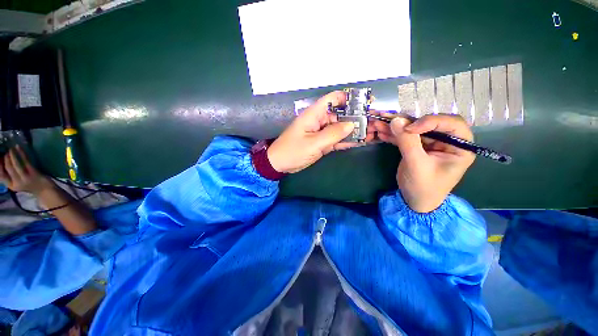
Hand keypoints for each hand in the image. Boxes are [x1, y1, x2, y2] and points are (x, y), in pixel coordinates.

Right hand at [0, 146, 52, 194]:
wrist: (45, 190)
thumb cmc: (30, 185)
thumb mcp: (17, 183)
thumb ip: (10, 177)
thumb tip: (2, 164)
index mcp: (12, 186)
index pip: (1, 175)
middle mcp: (17, 182)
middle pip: (8, 168)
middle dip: (5, 159)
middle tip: (5, 152)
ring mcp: (25, 177)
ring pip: (15, 164)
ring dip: (12, 155)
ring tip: (11, 149)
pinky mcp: (33, 172)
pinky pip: (25, 160)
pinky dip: (21, 152)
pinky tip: (18, 147)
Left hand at [267, 91, 374, 172]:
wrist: (280, 164)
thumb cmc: (293, 151)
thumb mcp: (313, 143)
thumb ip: (333, 133)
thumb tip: (351, 124)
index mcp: (314, 114)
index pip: (333, 99)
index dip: (349, 98)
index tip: (365, 103)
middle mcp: (319, 120)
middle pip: (340, 114)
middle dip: (356, 117)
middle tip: (374, 122)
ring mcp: (321, 132)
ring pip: (340, 128)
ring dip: (354, 130)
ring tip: (372, 132)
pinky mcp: (322, 142)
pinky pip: (337, 139)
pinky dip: (347, 140)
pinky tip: (361, 141)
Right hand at [372, 113, 474, 212]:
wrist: (415, 201)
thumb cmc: (424, 187)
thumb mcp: (417, 165)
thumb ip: (407, 142)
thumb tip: (396, 120)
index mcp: (459, 146)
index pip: (451, 123)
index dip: (430, 121)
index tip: (409, 128)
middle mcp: (447, 141)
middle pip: (427, 123)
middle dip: (405, 121)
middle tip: (386, 118)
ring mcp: (430, 143)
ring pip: (413, 128)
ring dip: (395, 126)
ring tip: (377, 123)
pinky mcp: (417, 147)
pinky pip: (405, 137)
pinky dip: (392, 134)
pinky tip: (380, 132)